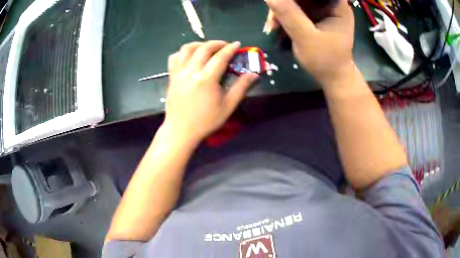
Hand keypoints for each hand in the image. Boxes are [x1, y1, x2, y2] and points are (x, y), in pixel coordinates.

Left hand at [163, 41, 258, 142]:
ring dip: (199, 44)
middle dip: (217, 43)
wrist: (180, 131)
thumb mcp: (227, 106)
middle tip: (226, 46)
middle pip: (204, 48)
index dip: (230, 49)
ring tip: (208, 48)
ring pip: (187, 49)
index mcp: (206, 79)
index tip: (237, 44)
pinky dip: (184, 53)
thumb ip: (241, 88)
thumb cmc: (206, 121)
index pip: (220, 57)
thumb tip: (254, 74)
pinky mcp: (171, 76)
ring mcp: (178, 73)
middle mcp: (191, 72)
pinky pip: (174, 57)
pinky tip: (191, 57)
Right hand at [265, 0, 354, 85]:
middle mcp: (330, 5)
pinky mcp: (314, 17)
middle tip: (272, 20)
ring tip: (272, 27)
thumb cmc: (326, 61)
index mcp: (337, 6)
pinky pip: (295, 10)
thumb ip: (289, 15)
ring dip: (281, 12)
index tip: (279, 3)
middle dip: (284, 4)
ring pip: (296, 2)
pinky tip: (276, 28)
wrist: (332, 78)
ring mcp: (321, 10)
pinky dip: (284, 17)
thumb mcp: (307, 38)